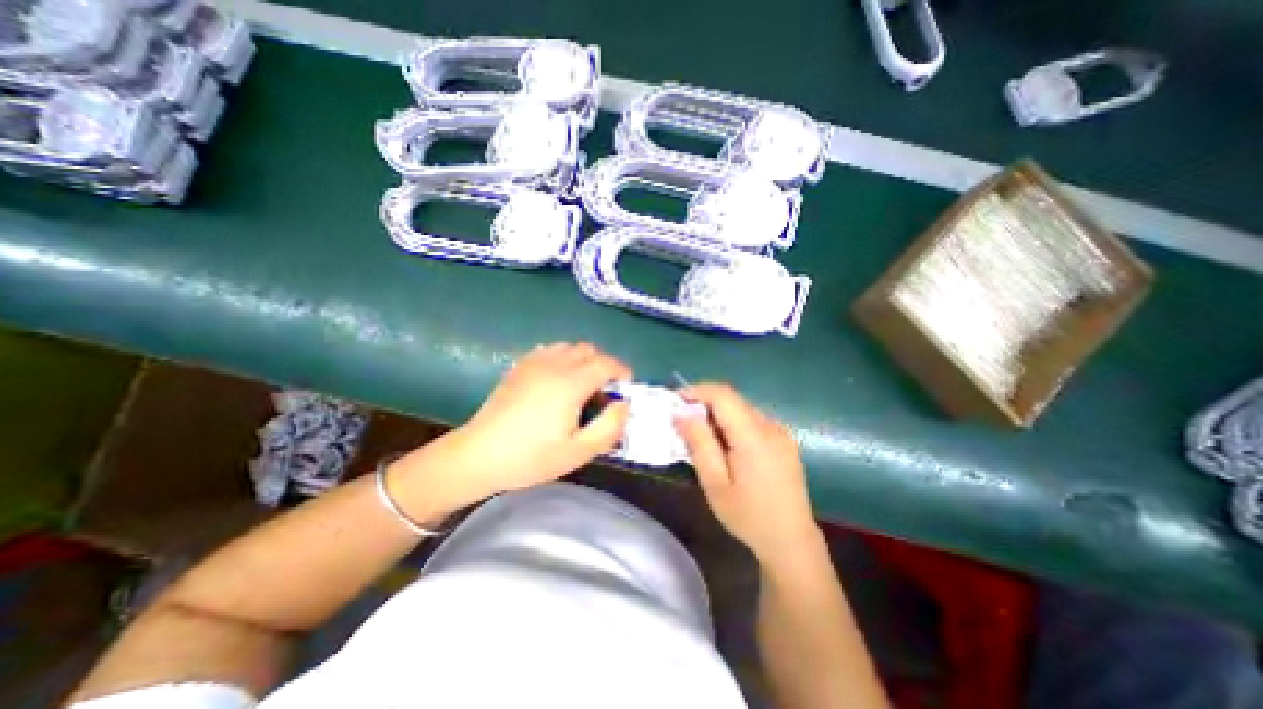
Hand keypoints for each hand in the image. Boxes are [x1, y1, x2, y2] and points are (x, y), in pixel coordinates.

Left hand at [404, 339, 632, 507]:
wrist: (478, 455)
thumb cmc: (530, 458)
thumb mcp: (578, 452)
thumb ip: (609, 428)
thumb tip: (624, 405)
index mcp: (570, 383)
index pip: (606, 363)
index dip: (622, 372)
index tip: (626, 388)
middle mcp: (554, 364)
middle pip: (590, 350)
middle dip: (605, 365)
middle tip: (605, 391)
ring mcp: (534, 362)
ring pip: (570, 347)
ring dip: (584, 360)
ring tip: (583, 385)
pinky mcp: (520, 366)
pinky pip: (551, 350)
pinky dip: (564, 358)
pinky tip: (559, 380)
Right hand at [675, 383, 814, 564]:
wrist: (791, 541)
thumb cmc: (748, 516)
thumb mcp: (714, 483)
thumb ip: (699, 443)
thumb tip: (681, 413)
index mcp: (753, 435)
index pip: (723, 395)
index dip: (696, 391)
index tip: (675, 401)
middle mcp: (770, 426)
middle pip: (732, 400)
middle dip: (704, 403)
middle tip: (683, 422)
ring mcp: (780, 432)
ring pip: (742, 409)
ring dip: (718, 414)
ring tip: (701, 435)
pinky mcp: (784, 440)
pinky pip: (753, 420)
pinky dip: (733, 423)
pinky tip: (725, 445)